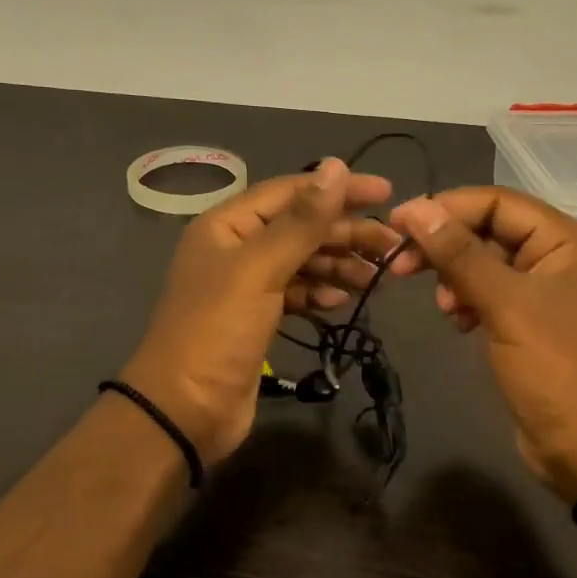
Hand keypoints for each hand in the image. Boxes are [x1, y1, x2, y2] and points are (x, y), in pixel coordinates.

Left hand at [122, 159, 401, 465]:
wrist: (184, 411)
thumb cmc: (217, 331)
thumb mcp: (260, 269)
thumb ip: (302, 221)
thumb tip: (336, 166)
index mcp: (228, 225)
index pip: (291, 192)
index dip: (338, 189)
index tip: (386, 192)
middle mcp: (236, 248)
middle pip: (301, 227)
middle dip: (346, 233)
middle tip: (392, 245)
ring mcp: (247, 285)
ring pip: (303, 260)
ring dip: (339, 264)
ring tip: (376, 278)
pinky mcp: (258, 318)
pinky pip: (297, 292)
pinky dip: (320, 293)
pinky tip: (341, 302)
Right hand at [390, 187, 576, 501]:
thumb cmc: (556, 368)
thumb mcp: (505, 305)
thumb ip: (460, 254)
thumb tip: (415, 209)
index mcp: (567, 241)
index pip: (498, 202)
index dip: (446, 207)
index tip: (398, 224)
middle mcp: (559, 257)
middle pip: (490, 230)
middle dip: (446, 245)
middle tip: (400, 264)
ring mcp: (546, 292)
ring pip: (486, 263)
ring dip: (455, 277)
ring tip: (443, 307)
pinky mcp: (531, 323)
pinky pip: (491, 294)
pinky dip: (468, 301)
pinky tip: (458, 322)